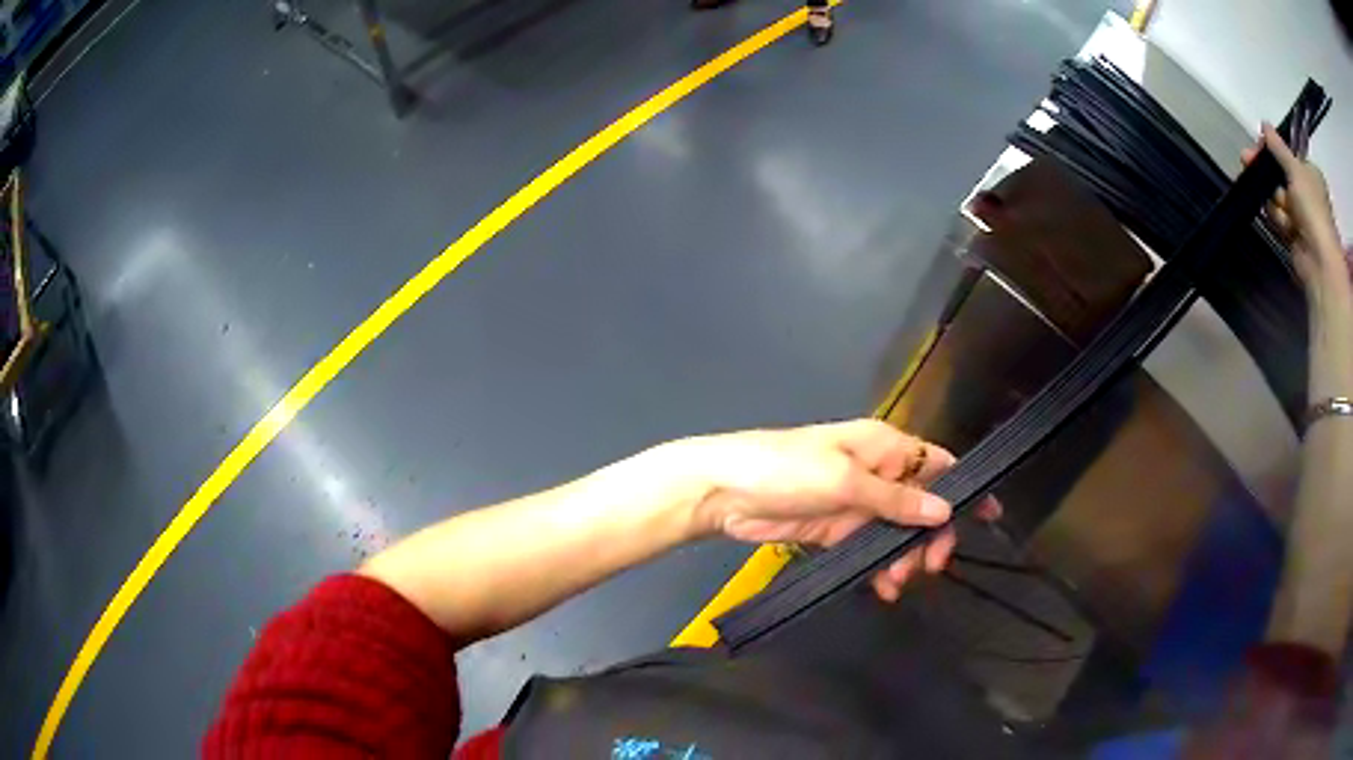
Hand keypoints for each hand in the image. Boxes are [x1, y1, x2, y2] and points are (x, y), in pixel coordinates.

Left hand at [674, 419, 1000, 601]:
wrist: (725, 493)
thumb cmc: (786, 471)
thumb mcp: (844, 481)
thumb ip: (895, 498)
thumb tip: (945, 508)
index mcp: (884, 447)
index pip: (938, 464)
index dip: (964, 488)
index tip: (988, 516)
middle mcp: (878, 473)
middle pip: (923, 505)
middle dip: (931, 536)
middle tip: (930, 567)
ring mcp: (858, 505)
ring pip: (899, 533)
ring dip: (904, 559)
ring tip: (896, 583)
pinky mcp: (837, 530)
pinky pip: (871, 551)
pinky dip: (879, 569)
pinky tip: (882, 588)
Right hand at [1243, 123, 1346, 287]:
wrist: (1319, 262)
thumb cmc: (1312, 210)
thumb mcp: (1295, 169)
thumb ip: (1279, 147)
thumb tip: (1264, 124)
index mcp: (1311, 174)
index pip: (1289, 155)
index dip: (1274, 149)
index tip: (1259, 145)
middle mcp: (1308, 193)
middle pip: (1282, 174)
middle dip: (1266, 171)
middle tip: (1246, 160)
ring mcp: (1302, 216)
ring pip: (1279, 197)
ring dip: (1270, 196)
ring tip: (1259, 192)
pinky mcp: (1295, 235)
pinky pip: (1280, 219)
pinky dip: (1275, 216)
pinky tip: (1271, 216)